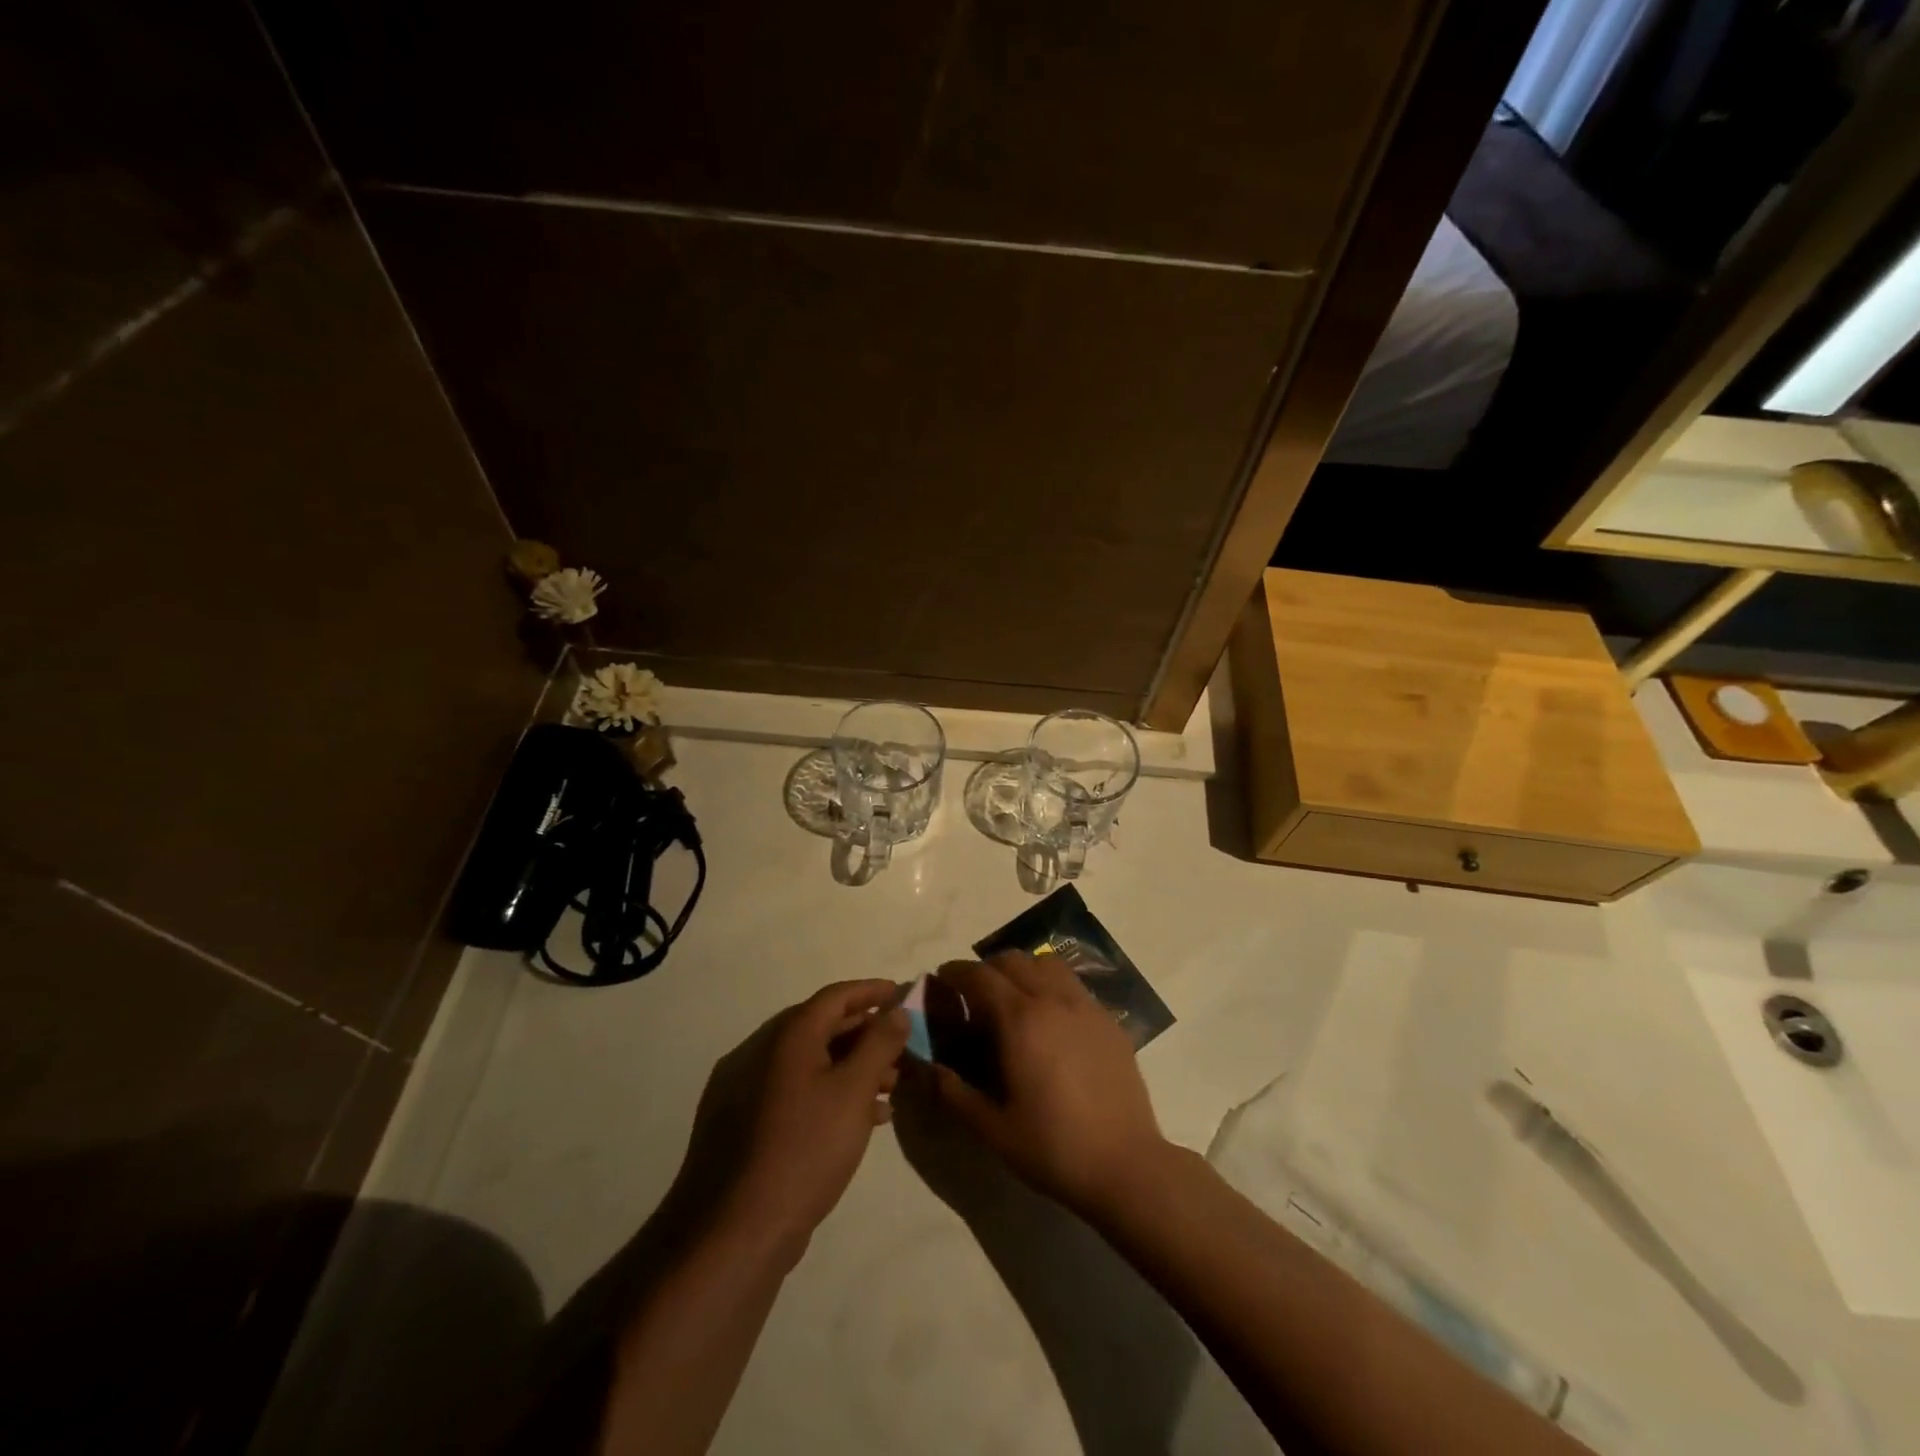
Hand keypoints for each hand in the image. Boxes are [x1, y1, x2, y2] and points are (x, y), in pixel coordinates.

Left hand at [675, 980, 908, 1264]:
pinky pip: (793, 1091)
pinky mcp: (741, 1125)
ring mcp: (744, 1090)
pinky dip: (827, 1093)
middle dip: (864, 1033)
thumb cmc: (804, 1150)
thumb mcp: (854, 1092)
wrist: (732, 1234)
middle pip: (820, 1027)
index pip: (835, 996)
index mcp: (786, 1036)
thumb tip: (896, 1011)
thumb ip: (879, 1045)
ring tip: (888, 1089)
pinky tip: (857, 1120)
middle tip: (899, 1047)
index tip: (901, 993)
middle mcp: (759, 1052)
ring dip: (849, 1067)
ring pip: (808, 1063)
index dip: (871, 991)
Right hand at [928, 954, 1168, 1218]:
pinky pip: (1073, 985)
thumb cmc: (1052, 1148)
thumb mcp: (991, 1128)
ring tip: (1013, 1000)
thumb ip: (952, 1091)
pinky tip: (1050, 1022)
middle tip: (974, 996)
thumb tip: (923, 1065)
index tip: (941, 982)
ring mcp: (1086, 1006)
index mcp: (1020, 1019)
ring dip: (1022, 970)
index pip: (979, 975)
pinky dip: (1052, 986)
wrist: (1126, 1166)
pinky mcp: (1109, 1021)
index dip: (955, 973)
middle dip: (986, 969)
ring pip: (1047, 964)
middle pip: (1013, 960)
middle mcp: (1053, 999)